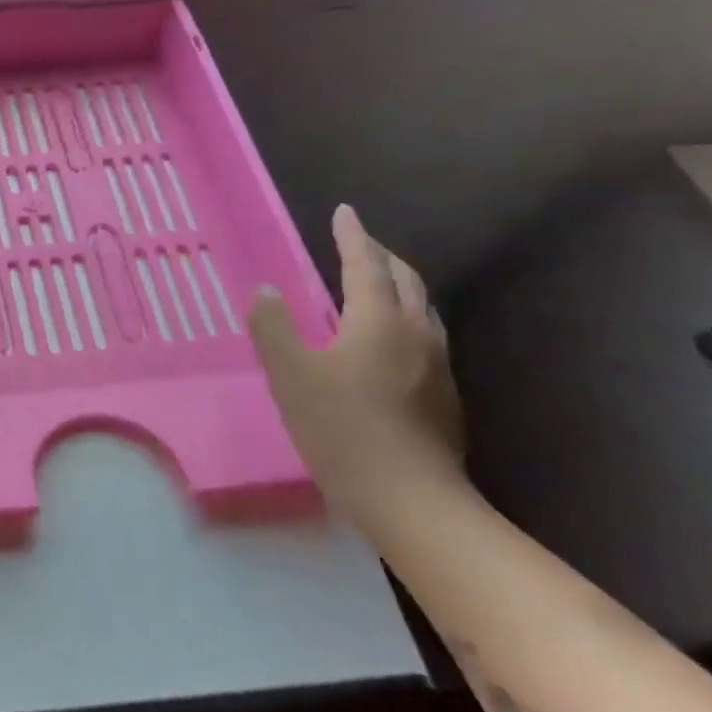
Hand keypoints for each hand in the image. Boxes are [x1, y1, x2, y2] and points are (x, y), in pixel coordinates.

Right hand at [249, 204, 469, 530]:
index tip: (344, 212)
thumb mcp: (289, 374)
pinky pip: (426, 337)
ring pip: (423, 309)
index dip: (352, 236)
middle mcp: (416, 333)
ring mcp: (437, 366)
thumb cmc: (341, 428)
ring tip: (377, 284)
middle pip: (405, 280)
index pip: (365, 264)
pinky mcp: (444, 396)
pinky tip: (391, 341)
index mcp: (378, 321)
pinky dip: (406, 318)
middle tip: (359, 244)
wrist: (410, 499)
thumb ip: (273, 327)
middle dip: (381, 256)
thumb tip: (267, 290)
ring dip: (399, 286)